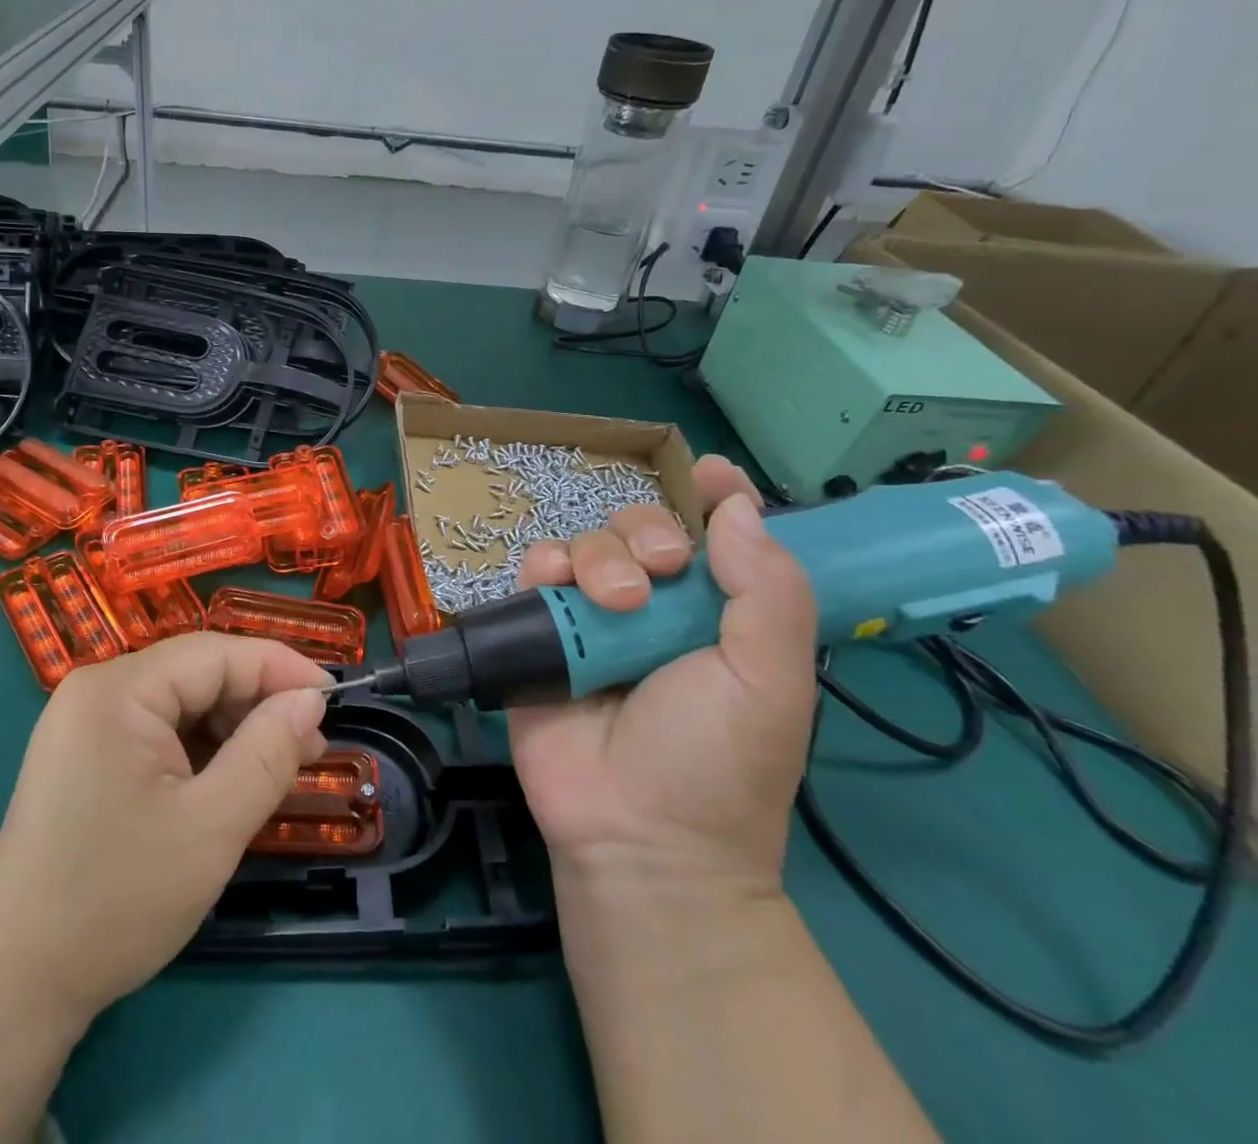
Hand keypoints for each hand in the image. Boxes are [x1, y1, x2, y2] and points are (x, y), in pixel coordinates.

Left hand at [0, 634, 329, 1141]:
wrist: (14, 984)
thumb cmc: (117, 899)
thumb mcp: (211, 827)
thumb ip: (268, 753)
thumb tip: (310, 699)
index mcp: (118, 690)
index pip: (217, 653)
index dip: (281, 668)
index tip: (334, 698)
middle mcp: (97, 689)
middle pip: (198, 674)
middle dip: (258, 704)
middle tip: (310, 748)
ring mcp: (86, 722)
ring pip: (182, 702)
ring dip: (233, 729)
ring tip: (276, 771)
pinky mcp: (85, 754)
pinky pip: (159, 730)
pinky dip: (201, 749)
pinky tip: (229, 783)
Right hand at [509, 456, 817, 899]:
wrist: (636, 836)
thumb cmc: (717, 760)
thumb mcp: (771, 680)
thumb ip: (767, 590)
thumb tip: (738, 506)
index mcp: (718, 613)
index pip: (720, 536)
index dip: (717, 496)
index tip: (709, 471)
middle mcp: (656, 606)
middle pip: (643, 527)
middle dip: (649, 532)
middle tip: (661, 571)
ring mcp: (594, 618)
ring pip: (588, 542)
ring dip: (600, 556)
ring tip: (614, 604)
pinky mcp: (541, 632)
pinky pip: (536, 572)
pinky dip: (545, 566)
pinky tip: (555, 586)